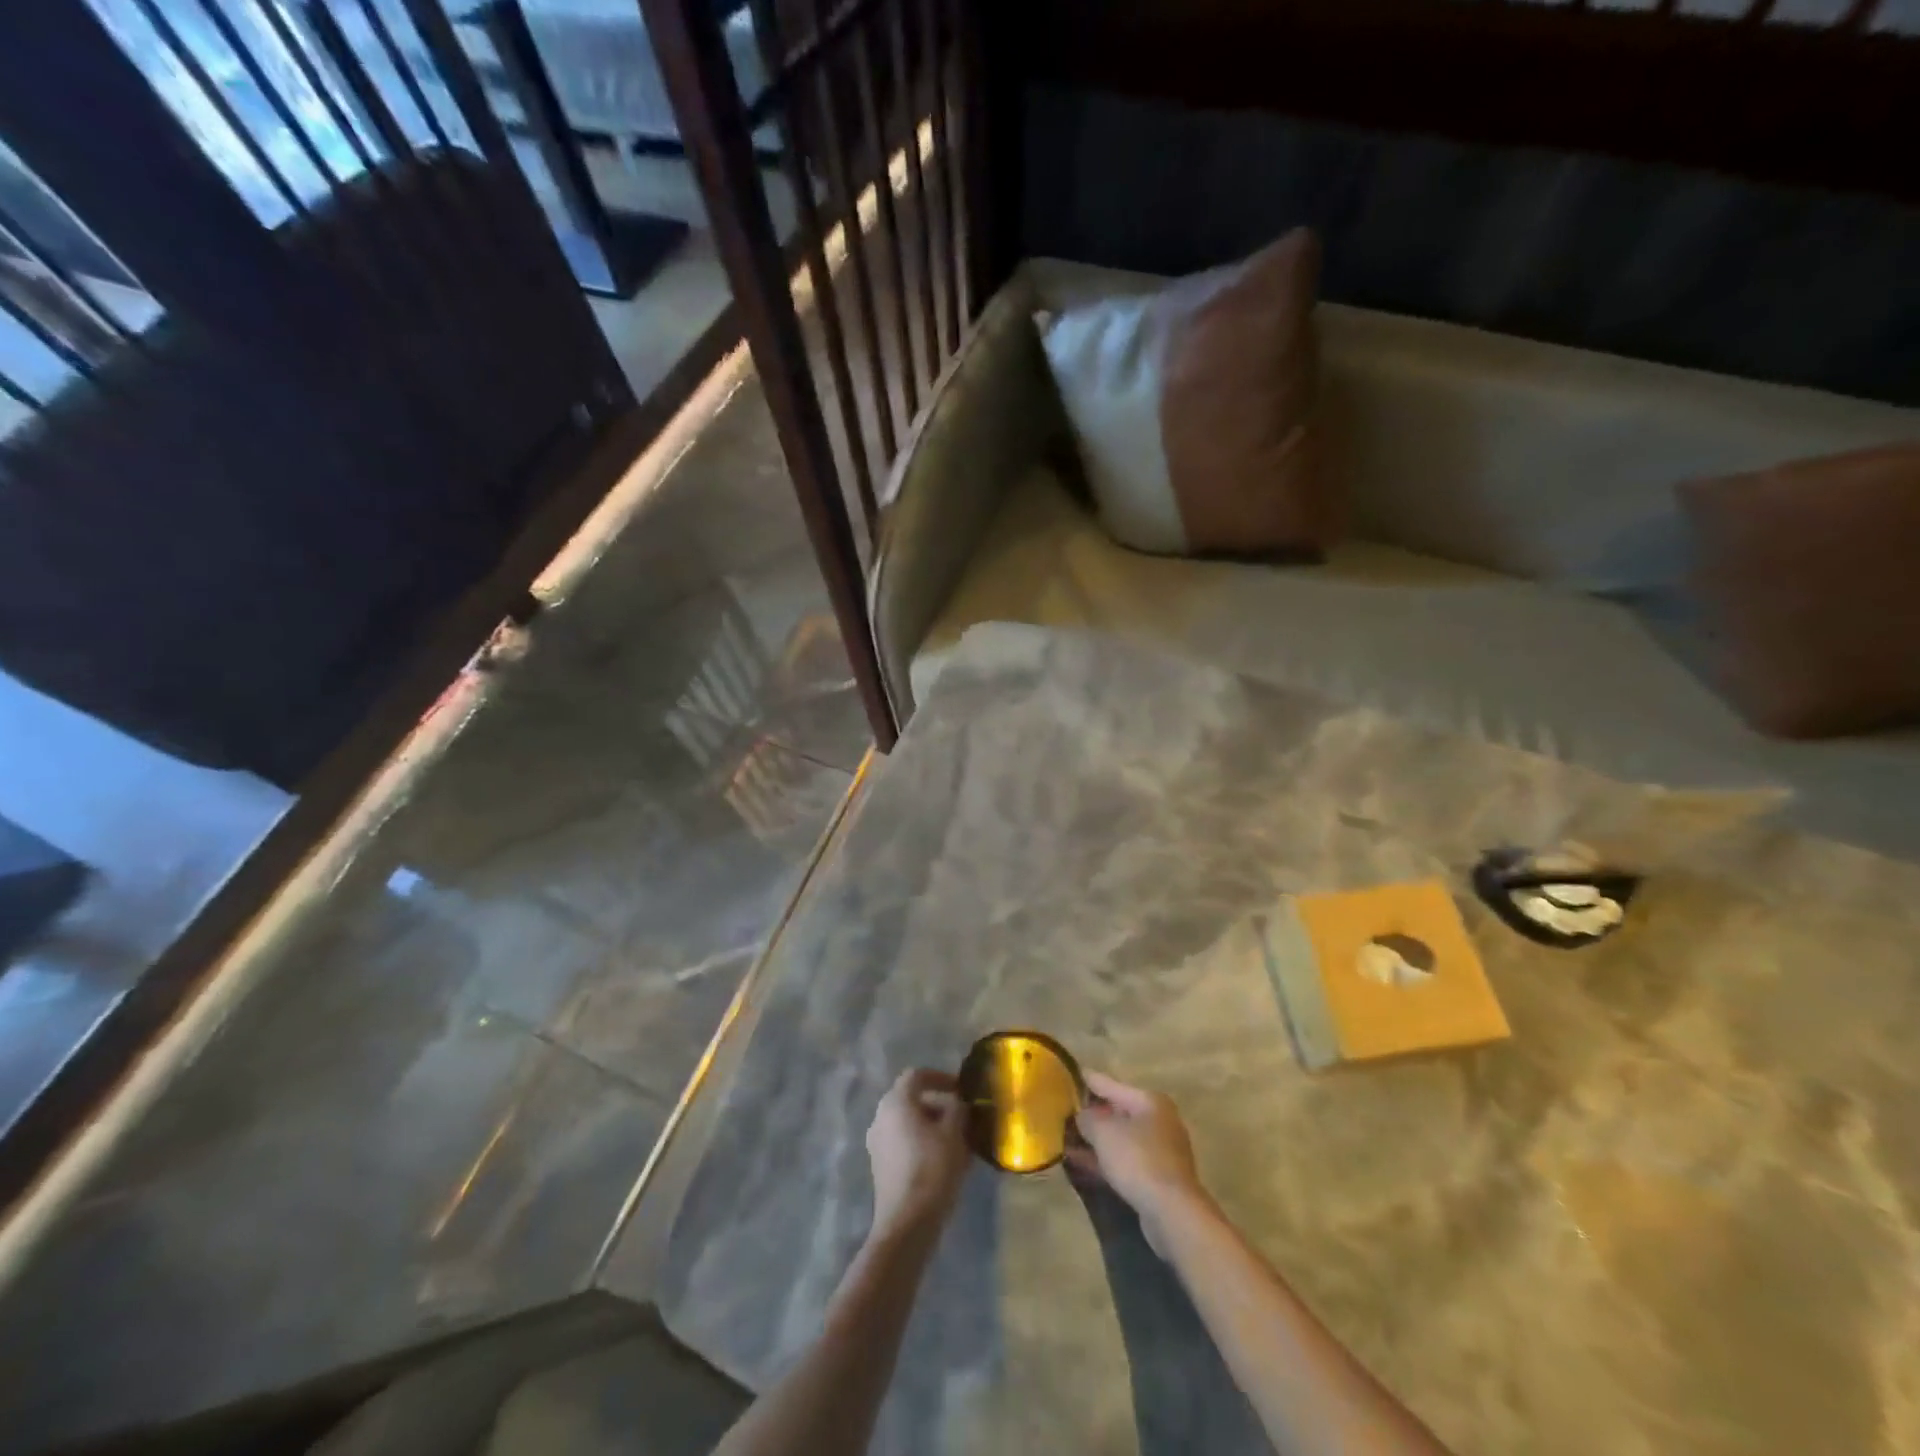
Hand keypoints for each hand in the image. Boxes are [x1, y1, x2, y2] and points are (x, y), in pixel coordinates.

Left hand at [866, 1068, 969, 1239]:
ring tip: (957, 1143)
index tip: (961, 1089)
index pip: (916, 1076)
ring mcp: (877, 1143)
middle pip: (911, 1100)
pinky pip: (903, 1144)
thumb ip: (957, 1109)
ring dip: (931, 1127)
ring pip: (908, 1124)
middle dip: (938, 1106)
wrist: (906, 1223)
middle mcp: (881, 1117)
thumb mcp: (954, 1133)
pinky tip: (943, 1162)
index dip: (940, 1077)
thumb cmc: (932, 1168)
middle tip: (962, 1118)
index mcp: (896, 1102)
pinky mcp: (880, 1167)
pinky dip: (922, 1144)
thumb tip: (957, 1103)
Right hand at [1068, 1072, 1211, 1248]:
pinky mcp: (1156, 1177)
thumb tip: (1081, 1116)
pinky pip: (1124, 1161)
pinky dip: (1104, 1160)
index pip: (1110, 1084)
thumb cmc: (1138, 1160)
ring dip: (1095, 1141)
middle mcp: (1158, 1120)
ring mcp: (1159, 1150)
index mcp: (1149, 1101)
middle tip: (1062, 1113)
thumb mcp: (1104, 1132)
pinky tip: (1080, 1163)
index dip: (1086, 1080)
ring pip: (1120, 1139)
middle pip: (1117, 1112)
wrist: (1172, 1212)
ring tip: (1065, 1140)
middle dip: (1090, 1115)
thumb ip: (1087, 1118)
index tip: (1066, 1075)